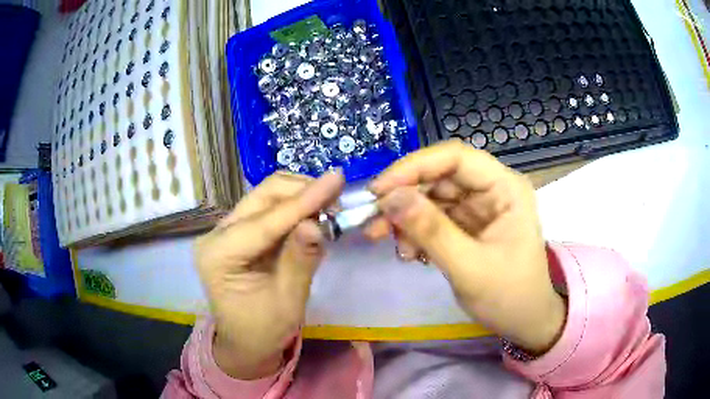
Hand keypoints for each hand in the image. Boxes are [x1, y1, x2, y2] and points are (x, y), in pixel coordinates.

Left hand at [195, 170, 343, 378]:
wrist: (245, 342)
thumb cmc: (264, 330)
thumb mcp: (287, 303)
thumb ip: (300, 262)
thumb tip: (317, 224)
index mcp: (219, 256)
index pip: (265, 221)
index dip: (304, 200)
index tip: (337, 178)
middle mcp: (216, 234)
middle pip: (262, 196)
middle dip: (302, 192)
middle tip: (338, 198)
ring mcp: (225, 230)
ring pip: (266, 196)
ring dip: (300, 197)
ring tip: (329, 208)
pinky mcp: (238, 232)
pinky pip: (269, 209)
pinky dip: (294, 208)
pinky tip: (313, 215)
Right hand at [368, 140, 565, 353]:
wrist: (524, 322)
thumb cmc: (509, 296)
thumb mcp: (470, 268)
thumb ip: (431, 231)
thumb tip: (388, 197)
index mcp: (505, 188)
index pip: (455, 158)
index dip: (414, 167)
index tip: (379, 191)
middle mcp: (491, 189)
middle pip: (439, 176)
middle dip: (404, 197)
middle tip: (374, 222)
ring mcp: (478, 207)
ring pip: (432, 197)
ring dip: (406, 218)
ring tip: (391, 245)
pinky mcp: (467, 225)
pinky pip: (433, 218)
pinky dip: (415, 232)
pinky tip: (408, 252)